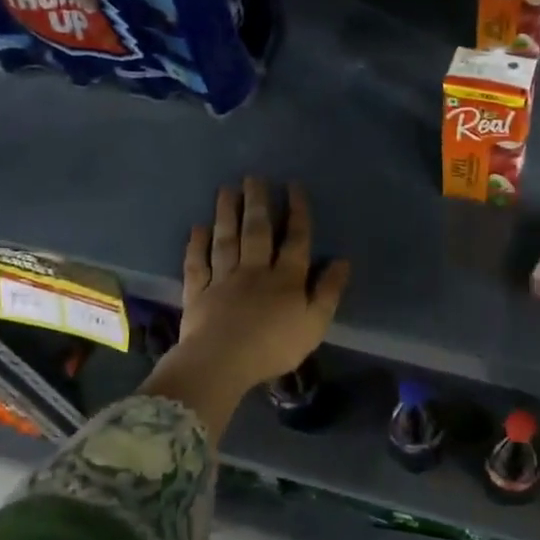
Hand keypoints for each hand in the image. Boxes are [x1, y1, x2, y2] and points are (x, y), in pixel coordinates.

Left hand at [168, 179, 350, 398]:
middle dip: (257, 203)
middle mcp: (254, 271)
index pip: (295, 239)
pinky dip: (196, 245)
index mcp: (286, 279)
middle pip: (257, 232)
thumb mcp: (314, 324)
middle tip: (254, 178)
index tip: (293, 186)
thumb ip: (328, 292)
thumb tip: (342, 262)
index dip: (297, 212)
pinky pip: (197, 264)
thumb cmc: (274, 346)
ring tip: (227, 190)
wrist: (222, 362)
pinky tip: (197, 228)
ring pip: (226, 240)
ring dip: (227, 214)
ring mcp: (223, 279)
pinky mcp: (198, 293)